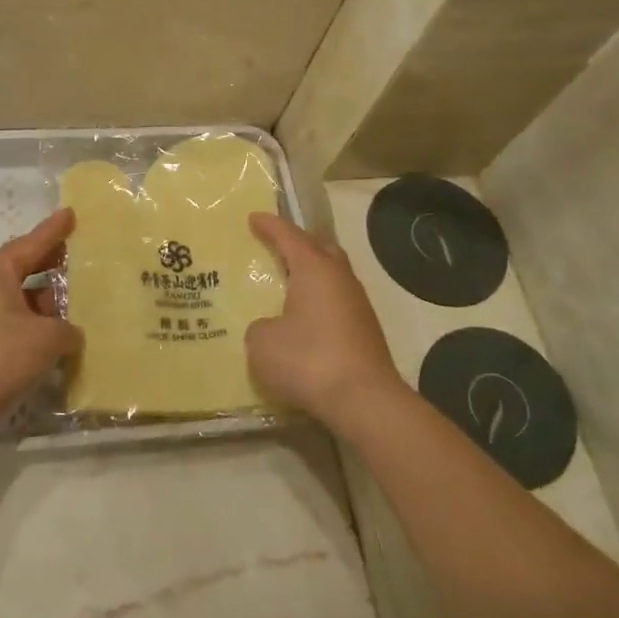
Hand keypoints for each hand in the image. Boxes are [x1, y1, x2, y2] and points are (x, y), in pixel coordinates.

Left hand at [0, 209, 79, 427]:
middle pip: (26, 267)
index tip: (71, 214)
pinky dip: (40, 324)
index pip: (31, 243)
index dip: (54, 230)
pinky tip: (64, 335)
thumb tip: (71, 334)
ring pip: (24, 297)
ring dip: (50, 299)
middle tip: (82, 255)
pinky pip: (19, 321)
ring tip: (82, 299)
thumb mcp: (47, 337)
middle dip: (53, 262)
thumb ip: (68, 329)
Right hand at [246, 212, 405, 427]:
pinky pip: (337, 302)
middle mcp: (340, 279)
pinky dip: (319, 301)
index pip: (289, 236)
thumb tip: (271, 328)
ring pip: (332, 276)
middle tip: (277, 245)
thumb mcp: (262, 343)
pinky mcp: (365, 331)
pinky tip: (305, 317)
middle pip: (320, 248)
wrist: (363, 400)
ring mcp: (357, 304)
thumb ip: (260, 327)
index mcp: (314, 269)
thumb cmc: (307, 360)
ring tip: (288, 281)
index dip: (269, 226)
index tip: (253, 217)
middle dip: (299, 243)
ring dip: (312, 274)